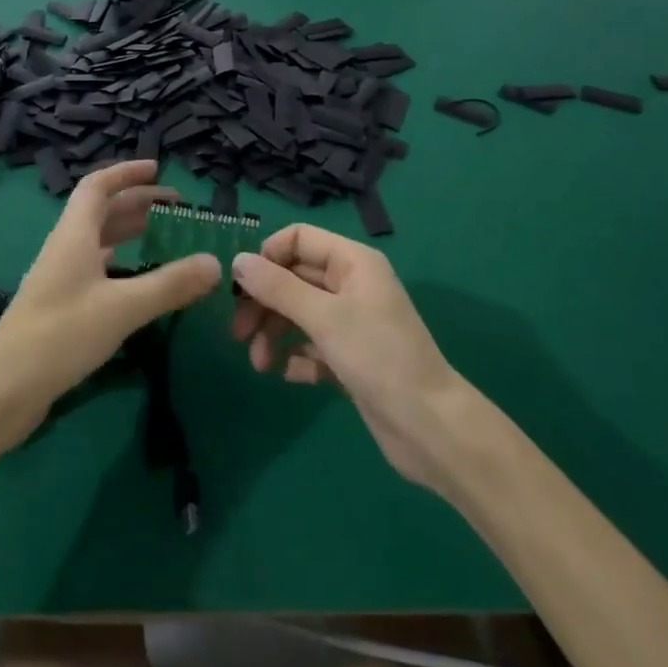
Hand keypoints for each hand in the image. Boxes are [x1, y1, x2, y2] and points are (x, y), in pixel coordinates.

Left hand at [0, 160, 219, 449]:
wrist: (2, 391)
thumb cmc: (60, 335)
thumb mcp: (122, 307)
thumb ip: (170, 284)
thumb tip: (216, 263)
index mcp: (74, 235)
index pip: (98, 186)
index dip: (126, 172)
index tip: (157, 168)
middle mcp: (66, 249)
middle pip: (101, 212)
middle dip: (137, 203)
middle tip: (177, 208)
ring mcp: (60, 278)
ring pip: (99, 241)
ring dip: (129, 232)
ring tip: (165, 237)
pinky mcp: (61, 307)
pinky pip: (96, 269)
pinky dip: (121, 264)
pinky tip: (138, 279)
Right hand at [232, 226, 470, 487]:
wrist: (430, 427)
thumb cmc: (378, 357)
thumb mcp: (323, 317)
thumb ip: (277, 288)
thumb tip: (237, 261)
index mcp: (352, 262)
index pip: (298, 238)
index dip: (267, 257)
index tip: (242, 288)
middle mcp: (351, 285)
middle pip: (293, 278)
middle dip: (264, 303)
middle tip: (238, 333)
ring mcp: (352, 322)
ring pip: (298, 313)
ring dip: (274, 333)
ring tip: (259, 363)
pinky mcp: (350, 358)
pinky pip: (312, 346)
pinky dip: (296, 357)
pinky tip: (289, 375)